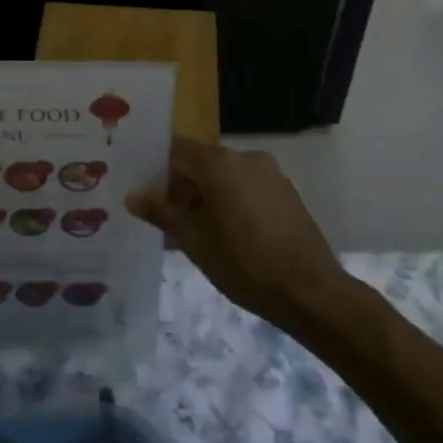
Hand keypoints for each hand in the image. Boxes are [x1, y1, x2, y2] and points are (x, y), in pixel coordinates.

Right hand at [126, 138, 345, 329]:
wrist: (310, 291)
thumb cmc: (244, 264)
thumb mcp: (194, 241)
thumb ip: (162, 213)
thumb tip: (132, 196)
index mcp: (219, 163)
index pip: (176, 150)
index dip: (159, 172)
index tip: (150, 199)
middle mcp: (245, 157)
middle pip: (202, 162)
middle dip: (183, 189)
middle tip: (171, 223)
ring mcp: (270, 172)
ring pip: (226, 176)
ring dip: (208, 197)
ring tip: (200, 235)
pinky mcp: (286, 191)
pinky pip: (248, 186)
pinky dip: (233, 201)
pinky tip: (231, 236)